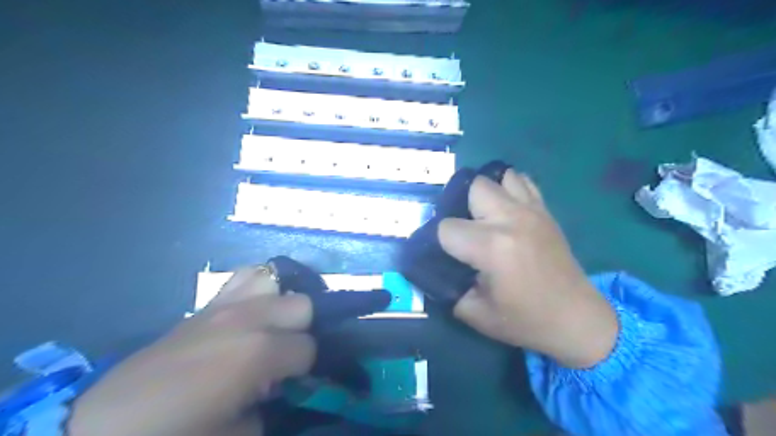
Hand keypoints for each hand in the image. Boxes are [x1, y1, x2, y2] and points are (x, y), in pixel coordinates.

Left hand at [68, 265, 314, 435]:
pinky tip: (248, 311)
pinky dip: (255, 289)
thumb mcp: (236, 435)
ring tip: (268, 326)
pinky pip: (243, 276)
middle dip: (299, 330)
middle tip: (281, 354)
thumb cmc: (176, 433)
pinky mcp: (207, 304)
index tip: (289, 382)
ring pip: (274, 279)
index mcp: (260, 352)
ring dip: (279, 303)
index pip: (308, 347)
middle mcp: (250, 318)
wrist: (106, 425)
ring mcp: (227, 305)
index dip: (303, 368)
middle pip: (301, 305)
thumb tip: (274, 390)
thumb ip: (268, 409)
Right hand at [438, 171, 616, 366]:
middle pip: (472, 187)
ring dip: (485, 194)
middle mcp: (510, 219)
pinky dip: (508, 188)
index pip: (446, 228)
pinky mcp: (545, 211)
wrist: (576, 319)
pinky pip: (522, 181)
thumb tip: (433, 268)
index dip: (441, 241)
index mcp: (491, 247)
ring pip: (498, 177)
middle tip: (465, 231)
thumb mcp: (475, 314)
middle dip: (461, 207)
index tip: (447, 255)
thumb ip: (446, 288)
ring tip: (485, 216)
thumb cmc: (525, 320)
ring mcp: (531, 211)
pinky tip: (506, 209)